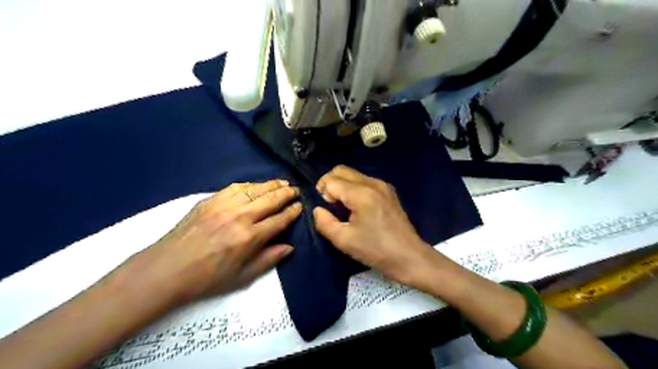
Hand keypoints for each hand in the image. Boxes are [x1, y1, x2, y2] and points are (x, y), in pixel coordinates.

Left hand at [120, 179, 301, 305]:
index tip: (300, 207)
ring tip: (282, 183)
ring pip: (255, 189)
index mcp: (250, 237)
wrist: (167, 269)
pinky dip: (250, 185)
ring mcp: (224, 206)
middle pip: (271, 200)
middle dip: (287, 194)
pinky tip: (256, 185)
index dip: (292, 212)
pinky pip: (235, 187)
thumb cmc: (207, 278)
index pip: (279, 220)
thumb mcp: (242, 277)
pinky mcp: (210, 200)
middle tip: (296, 190)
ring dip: (271, 185)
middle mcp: (240, 217)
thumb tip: (289, 247)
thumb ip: (268, 260)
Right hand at [312, 165, 446, 288]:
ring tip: (344, 207)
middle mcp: (373, 183)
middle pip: (341, 170)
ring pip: (353, 174)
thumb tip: (317, 210)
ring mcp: (383, 185)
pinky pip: (364, 181)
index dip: (322, 192)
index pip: (331, 180)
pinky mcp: (388, 191)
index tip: (326, 210)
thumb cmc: (376, 250)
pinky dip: (354, 188)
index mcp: (361, 194)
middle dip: (330, 184)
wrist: (409, 257)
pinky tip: (357, 207)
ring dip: (342, 185)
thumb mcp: (344, 241)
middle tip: (331, 205)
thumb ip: (324, 222)